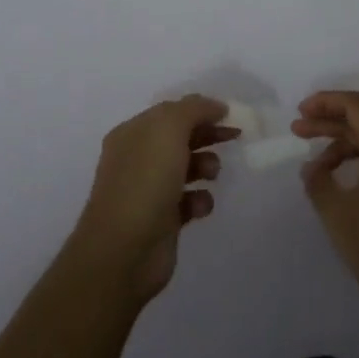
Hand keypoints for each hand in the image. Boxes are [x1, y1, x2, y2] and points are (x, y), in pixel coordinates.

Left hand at [73, 96, 234, 301]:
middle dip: (207, 135)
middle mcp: (138, 159)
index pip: (171, 112)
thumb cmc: (145, 181)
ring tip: (211, 175)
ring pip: (187, 168)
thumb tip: (214, 107)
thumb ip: (193, 110)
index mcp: (133, 133)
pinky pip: (189, 201)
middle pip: (180, 138)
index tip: (230, 115)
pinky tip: (199, 207)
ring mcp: (148, 190)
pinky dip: (199, 200)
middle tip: (234, 137)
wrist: (124, 251)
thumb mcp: (168, 129)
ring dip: (206, 166)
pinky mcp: (162, 220)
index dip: (200, 110)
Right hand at [292, 91, 358, 324]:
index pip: (357, 105)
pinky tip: (337, 183)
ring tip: (313, 168)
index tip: (301, 111)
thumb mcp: (338, 214)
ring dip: (340, 146)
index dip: (327, 101)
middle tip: (297, 130)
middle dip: (328, 122)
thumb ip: (318, 182)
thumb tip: (312, 168)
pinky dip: (356, 163)